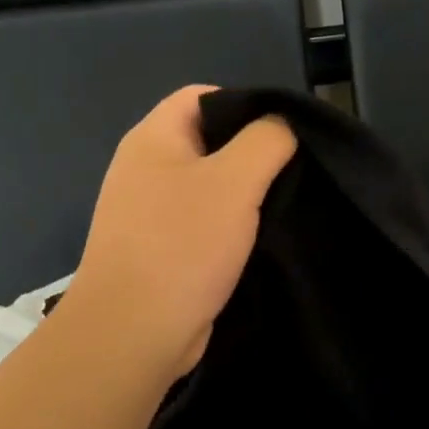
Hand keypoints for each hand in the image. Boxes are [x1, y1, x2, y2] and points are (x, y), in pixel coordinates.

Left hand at [63, 85, 294, 380]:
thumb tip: (283, 125)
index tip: (286, 136)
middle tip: (293, 174)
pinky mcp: (161, 252)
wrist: (134, 332)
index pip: (203, 96)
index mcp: (153, 138)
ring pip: (209, 188)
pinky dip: (231, 230)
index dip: (247, 106)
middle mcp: (146, 169)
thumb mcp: (236, 181)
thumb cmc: (183, 246)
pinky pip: (203, 226)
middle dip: (253, 155)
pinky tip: (259, 243)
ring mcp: (150, 213)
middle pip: (209, 142)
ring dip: (245, 197)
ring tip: (284, 208)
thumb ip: (267, 140)